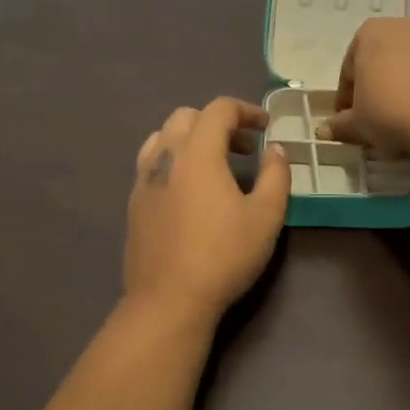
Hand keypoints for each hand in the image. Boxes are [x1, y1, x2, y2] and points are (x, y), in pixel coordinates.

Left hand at [123, 98, 291, 324]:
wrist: (168, 300)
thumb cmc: (223, 255)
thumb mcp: (266, 216)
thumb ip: (276, 174)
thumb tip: (276, 149)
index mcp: (197, 152)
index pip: (219, 109)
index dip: (246, 110)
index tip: (266, 126)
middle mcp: (165, 155)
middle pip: (187, 116)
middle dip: (218, 122)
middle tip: (244, 148)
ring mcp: (143, 179)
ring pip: (163, 136)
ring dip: (191, 138)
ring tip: (214, 164)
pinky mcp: (134, 202)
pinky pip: (152, 162)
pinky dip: (174, 159)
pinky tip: (190, 191)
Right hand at [321, 17, 409, 154]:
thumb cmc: (392, 113)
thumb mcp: (358, 125)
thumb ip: (341, 123)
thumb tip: (327, 129)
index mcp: (371, 33)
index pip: (350, 68)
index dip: (348, 97)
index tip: (351, 119)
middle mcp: (408, 25)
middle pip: (387, 58)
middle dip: (382, 83)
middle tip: (382, 117)